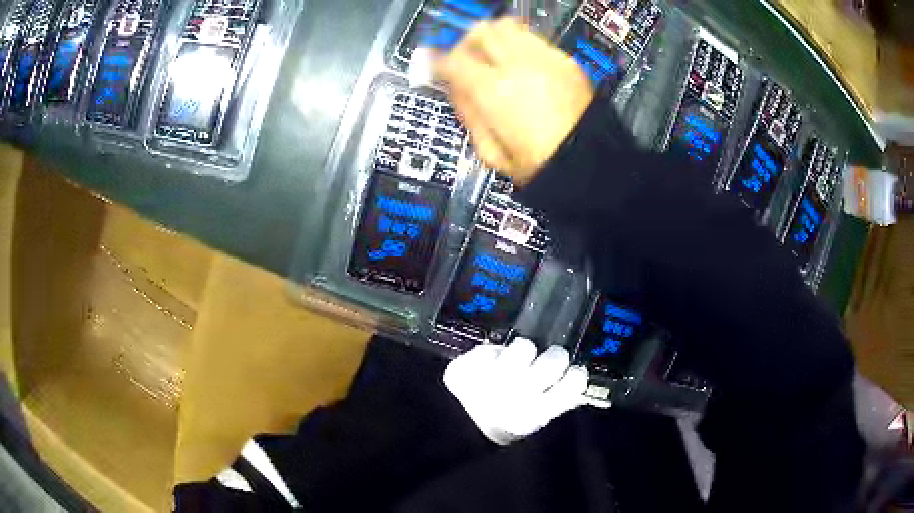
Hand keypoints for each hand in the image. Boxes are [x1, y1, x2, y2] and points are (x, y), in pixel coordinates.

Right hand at [432, 17, 593, 184]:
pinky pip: (534, 39)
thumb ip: (467, 115)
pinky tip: (523, 66)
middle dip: (466, 43)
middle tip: (466, 59)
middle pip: (480, 32)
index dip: (437, 62)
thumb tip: (454, 89)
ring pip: (507, 26)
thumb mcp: (491, 153)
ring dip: (494, 38)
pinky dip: (521, 45)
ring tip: (494, 56)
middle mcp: (518, 66)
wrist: (589, 163)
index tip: (436, 67)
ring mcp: (545, 59)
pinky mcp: (566, 61)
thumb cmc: (541, 165)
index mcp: (494, 91)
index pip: (453, 60)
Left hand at [443, 337, 588, 444]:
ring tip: (515, 361)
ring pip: (522, 346)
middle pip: (554, 359)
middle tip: (544, 362)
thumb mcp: (537, 420)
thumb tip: (580, 380)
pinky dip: (488, 355)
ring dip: (521, 351)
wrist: (460, 432)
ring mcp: (486, 381)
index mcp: (538, 413)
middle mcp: (515, 397)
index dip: (575, 374)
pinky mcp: (462, 370)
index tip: (571, 371)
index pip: (573, 383)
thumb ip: (562, 401)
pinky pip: (486, 349)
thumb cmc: (507, 425)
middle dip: (553, 357)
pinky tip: (487, 367)